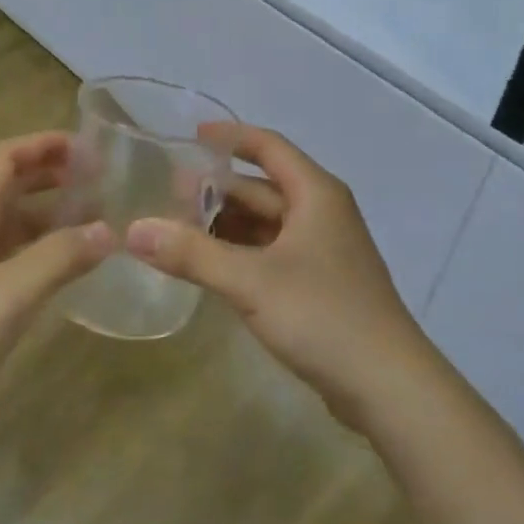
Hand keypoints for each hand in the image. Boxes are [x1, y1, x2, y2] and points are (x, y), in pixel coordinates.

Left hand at [0, 132, 112, 446]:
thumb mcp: (10, 294)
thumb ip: (60, 257)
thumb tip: (109, 230)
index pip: (5, 159)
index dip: (45, 145)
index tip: (89, 148)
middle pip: (7, 186)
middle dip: (51, 176)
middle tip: (99, 180)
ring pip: (9, 224)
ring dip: (48, 215)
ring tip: (93, 221)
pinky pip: (7, 258)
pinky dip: (38, 251)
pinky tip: (64, 268)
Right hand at [124, 124, 435, 427]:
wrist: (389, 387)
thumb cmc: (323, 315)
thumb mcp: (251, 281)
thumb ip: (191, 254)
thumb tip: (134, 230)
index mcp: (315, 194)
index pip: (267, 147)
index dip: (229, 137)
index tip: (189, 136)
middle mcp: (322, 213)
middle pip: (262, 187)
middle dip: (217, 189)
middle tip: (168, 195)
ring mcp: (323, 250)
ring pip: (266, 224)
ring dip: (226, 224)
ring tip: (178, 230)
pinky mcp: (320, 284)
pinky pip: (272, 253)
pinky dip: (241, 252)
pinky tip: (210, 266)